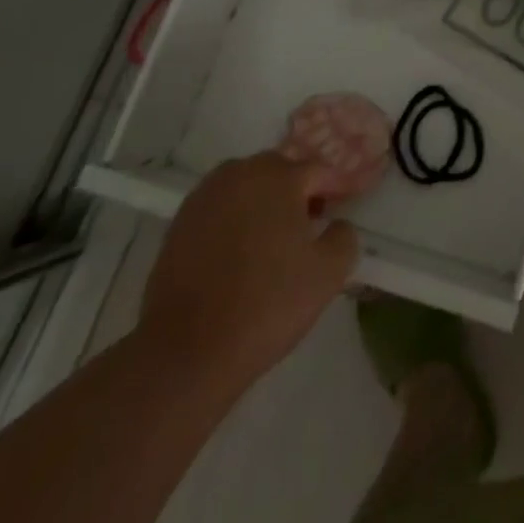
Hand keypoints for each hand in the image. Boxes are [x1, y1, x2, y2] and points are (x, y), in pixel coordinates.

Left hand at [139, 152, 357, 391]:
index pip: (318, 171)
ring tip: (274, 236)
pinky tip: (241, 252)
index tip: (345, 206)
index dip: (336, 189)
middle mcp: (239, 175)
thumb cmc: (267, 304)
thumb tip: (336, 225)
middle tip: (311, 222)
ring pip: (245, 185)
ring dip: (263, 200)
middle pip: (279, 170)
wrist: (187, 352)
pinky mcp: (178, 225)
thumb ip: (344, 236)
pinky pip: (219, 208)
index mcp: (279, 178)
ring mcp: (204, 198)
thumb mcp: (329, 272)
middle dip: (298, 189)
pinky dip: (235, 219)